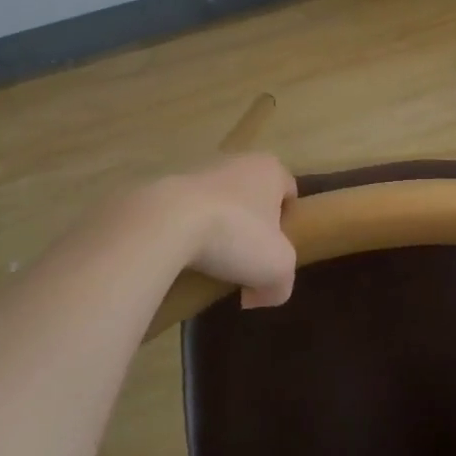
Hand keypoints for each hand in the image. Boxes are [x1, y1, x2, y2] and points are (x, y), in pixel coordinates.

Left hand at [156, 154, 297, 307]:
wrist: (167, 223)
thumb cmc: (236, 234)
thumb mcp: (276, 269)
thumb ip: (281, 285)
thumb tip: (261, 295)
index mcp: (270, 169)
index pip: (289, 192)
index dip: (288, 223)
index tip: (277, 251)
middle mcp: (238, 161)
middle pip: (253, 198)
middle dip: (251, 228)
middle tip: (246, 262)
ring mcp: (200, 171)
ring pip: (220, 205)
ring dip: (218, 229)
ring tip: (212, 264)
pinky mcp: (168, 187)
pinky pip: (187, 213)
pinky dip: (189, 233)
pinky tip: (184, 258)